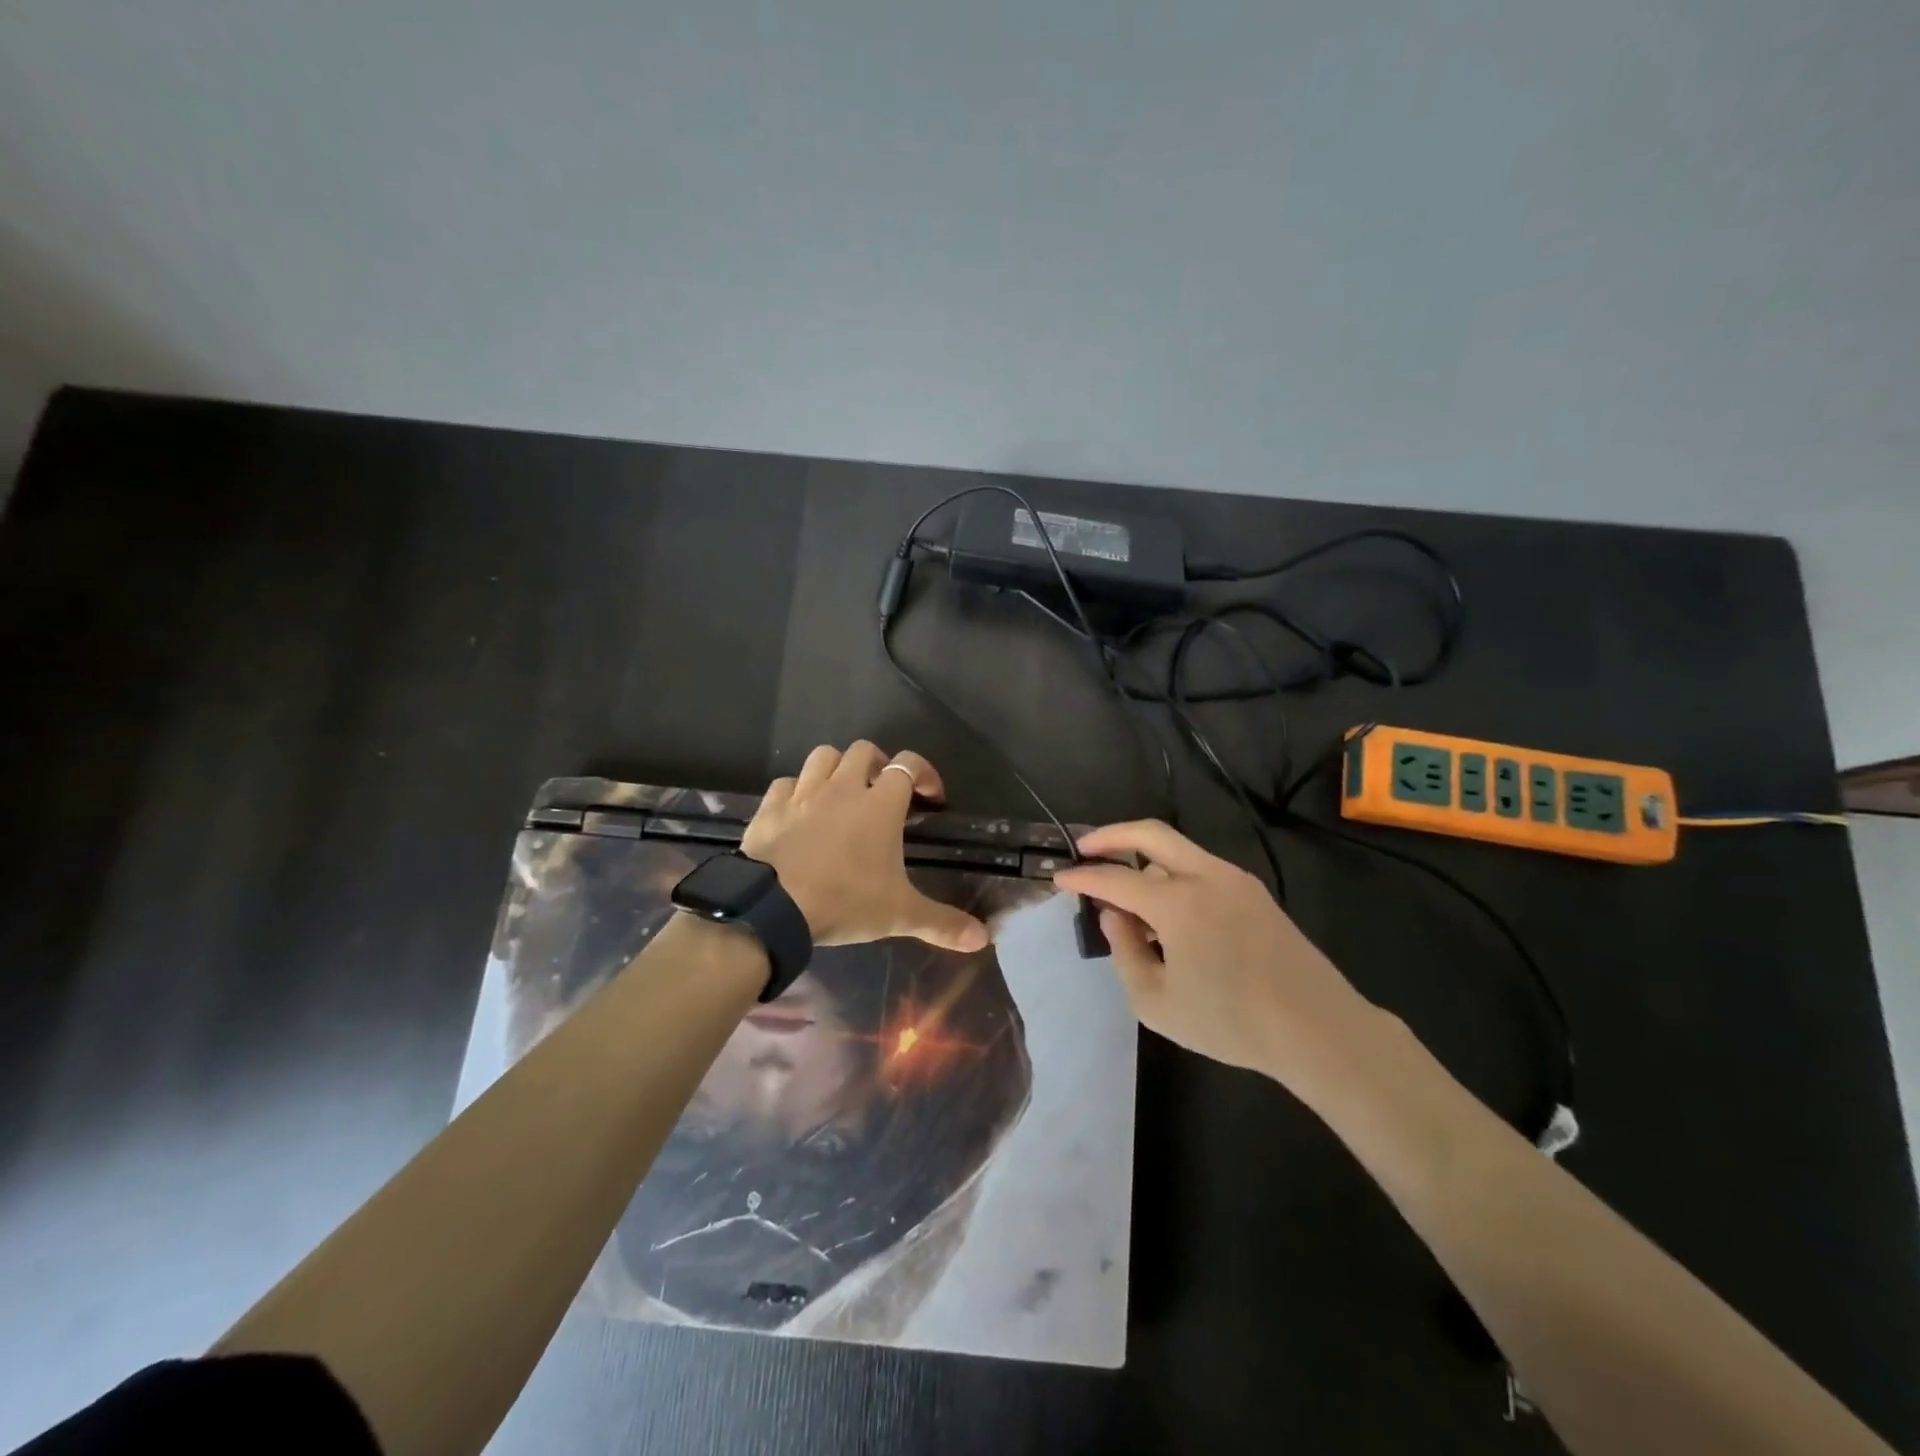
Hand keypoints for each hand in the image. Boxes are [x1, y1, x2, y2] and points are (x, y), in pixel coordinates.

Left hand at [743, 742, 989, 952]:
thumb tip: (983, 939)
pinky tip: (801, 810)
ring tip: (842, 793)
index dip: (924, 773)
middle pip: (864, 751)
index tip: (931, 796)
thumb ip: (942, 923)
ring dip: (837, 768)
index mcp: (880, 804)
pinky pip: (786, 783)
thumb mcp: (899, 914)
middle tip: (884, 793)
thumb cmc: (844, 901)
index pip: (908, 765)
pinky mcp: (771, 806)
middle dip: (878, 765)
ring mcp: (803, 793)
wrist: (773, 907)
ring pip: (823, 756)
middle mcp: (842, 787)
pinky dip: (797, 790)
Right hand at [1053, 820, 1375, 1083]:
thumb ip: (1125, 952)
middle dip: (1112, 835)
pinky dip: (1174, 874)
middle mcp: (1206, 876)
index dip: (1083, 877)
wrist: (1318, 1029)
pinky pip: (1202, 868)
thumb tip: (1114, 916)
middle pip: (1151, 833)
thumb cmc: (1230, 1022)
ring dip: (1145, 860)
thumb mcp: (1157, 1002)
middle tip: (1086, 848)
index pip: (1115, 878)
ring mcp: (1235, 880)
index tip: (1059, 879)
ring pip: (1178, 849)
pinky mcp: (1255, 893)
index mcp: (1178, 902)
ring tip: (1129, 900)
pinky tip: (1169, 912)